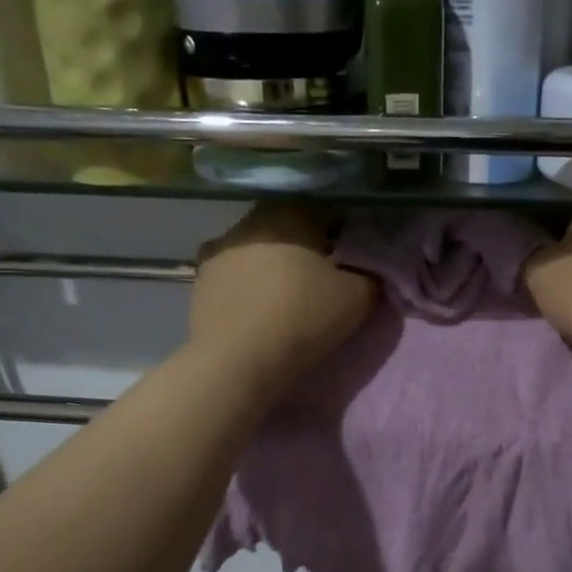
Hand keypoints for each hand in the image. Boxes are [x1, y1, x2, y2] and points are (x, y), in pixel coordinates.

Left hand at [190, 203, 375, 389]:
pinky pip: (234, 276)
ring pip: (257, 250)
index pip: (326, 212)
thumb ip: (371, 274)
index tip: (352, 262)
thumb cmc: (303, 317)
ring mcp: (219, 249)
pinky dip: (247, 287)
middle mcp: (250, 220)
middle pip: (288, 228)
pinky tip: (257, 311)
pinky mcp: (199, 280)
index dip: (344, 235)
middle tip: (322, 280)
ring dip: (272, 265)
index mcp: (290, 212)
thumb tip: (371, 268)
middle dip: (305, 248)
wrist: (237, 360)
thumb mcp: (358, 297)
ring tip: (286, 298)